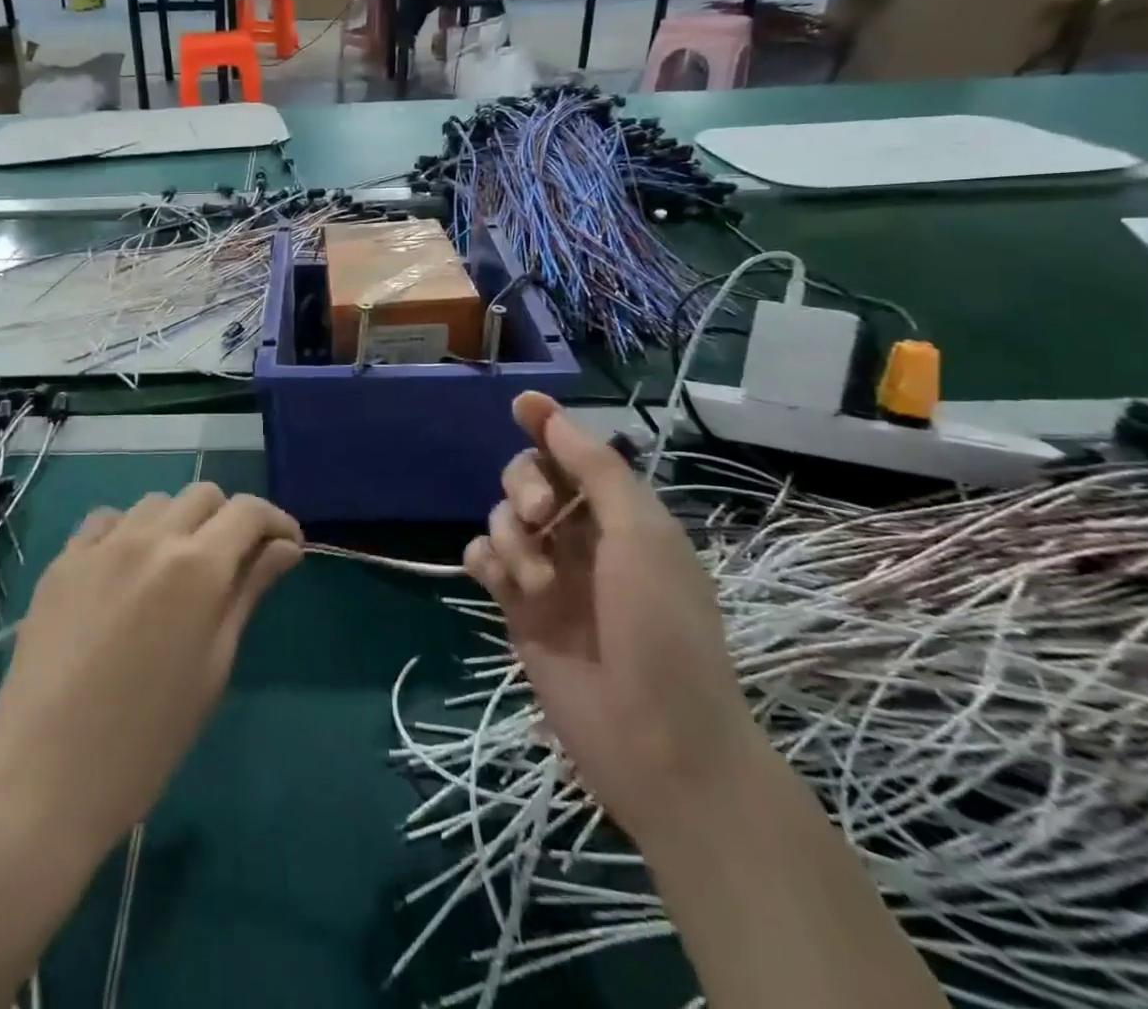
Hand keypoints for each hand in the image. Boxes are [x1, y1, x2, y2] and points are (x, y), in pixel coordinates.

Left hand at [0, 484, 302, 848]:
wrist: (42, 777)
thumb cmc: (147, 738)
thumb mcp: (214, 666)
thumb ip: (248, 593)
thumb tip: (285, 549)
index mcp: (197, 566)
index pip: (249, 511)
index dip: (276, 521)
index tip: (286, 548)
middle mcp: (151, 537)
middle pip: (204, 494)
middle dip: (230, 519)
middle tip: (234, 563)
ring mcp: (100, 545)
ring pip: (156, 502)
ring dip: (180, 522)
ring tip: (177, 569)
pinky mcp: (62, 561)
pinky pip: (106, 521)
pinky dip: (129, 531)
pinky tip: (126, 571)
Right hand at [463, 393, 763, 838]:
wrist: (655, 743)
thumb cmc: (662, 631)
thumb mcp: (642, 536)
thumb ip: (595, 470)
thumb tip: (552, 415)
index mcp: (622, 515)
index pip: (576, 454)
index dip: (548, 425)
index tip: (521, 404)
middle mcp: (582, 536)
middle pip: (529, 478)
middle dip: (524, 484)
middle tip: (539, 515)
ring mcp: (547, 572)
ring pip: (503, 518)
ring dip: (511, 536)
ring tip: (536, 582)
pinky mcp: (517, 607)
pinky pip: (485, 559)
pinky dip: (488, 560)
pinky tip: (501, 583)